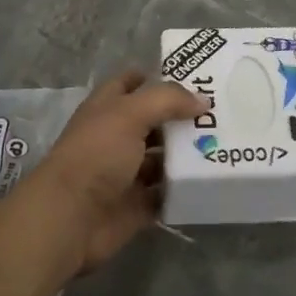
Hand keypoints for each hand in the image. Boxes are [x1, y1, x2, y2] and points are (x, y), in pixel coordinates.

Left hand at [23, 70, 204, 274]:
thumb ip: (167, 100)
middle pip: (154, 122)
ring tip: (224, 146)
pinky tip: (211, 180)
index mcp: (107, 109)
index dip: (156, 77)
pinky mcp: (137, 204)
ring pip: (162, 158)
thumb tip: (202, 101)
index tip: (193, 77)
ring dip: (187, 154)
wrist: (71, 217)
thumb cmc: (96, 154)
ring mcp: (126, 172)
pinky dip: (183, 189)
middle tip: (221, 113)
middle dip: (182, 117)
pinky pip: (166, 193)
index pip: (131, 84)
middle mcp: (116, 137)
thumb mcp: (130, 114)